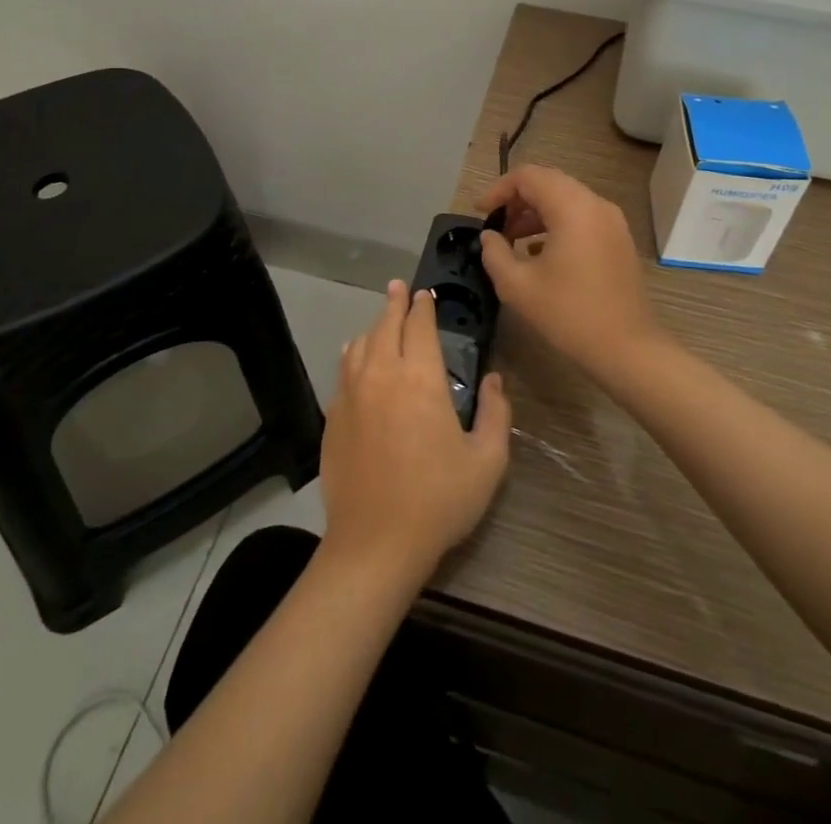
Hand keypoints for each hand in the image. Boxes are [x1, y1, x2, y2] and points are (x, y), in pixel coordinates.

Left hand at [319, 282, 510, 582]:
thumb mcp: (487, 461)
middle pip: (386, 325)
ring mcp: (352, 394)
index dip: (423, 307)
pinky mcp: (333, 416)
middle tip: (399, 288)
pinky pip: (343, 371)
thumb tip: (495, 379)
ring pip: (360, 344)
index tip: (426, 294)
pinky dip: (352, 355)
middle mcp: (382, 374)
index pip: (420, 326)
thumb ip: (497, 414)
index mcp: (421, 379)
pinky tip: (355, 356)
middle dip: (394, 303)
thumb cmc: (439, 500)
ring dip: (374, 327)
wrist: (375, 543)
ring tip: (381, 321)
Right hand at [478, 164, 666, 376]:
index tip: (480, 213)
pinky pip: (581, 217)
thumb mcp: (517, 286)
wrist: (627, 348)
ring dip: (536, 212)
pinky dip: (556, 223)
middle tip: (495, 225)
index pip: (529, 176)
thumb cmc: (569, 314)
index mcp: (572, 208)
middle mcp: (595, 204)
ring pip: (566, 199)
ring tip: (512, 240)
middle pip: (549, 182)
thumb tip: (489, 236)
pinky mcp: (618, 239)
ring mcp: (612, 221)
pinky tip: (539, 253)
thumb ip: (494, 253)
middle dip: (517, 199)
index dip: (498, 189)